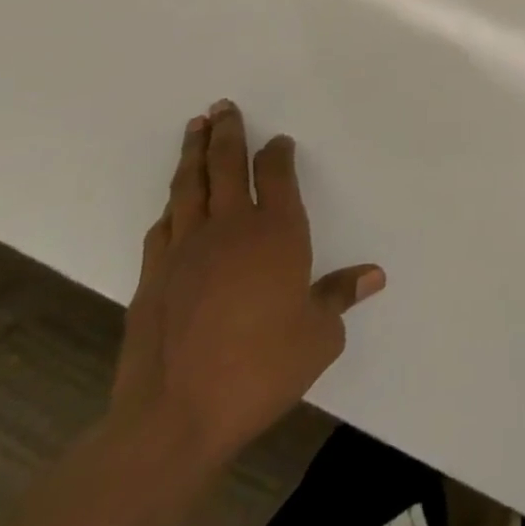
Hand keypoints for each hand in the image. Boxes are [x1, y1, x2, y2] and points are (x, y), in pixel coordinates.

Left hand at [111, 100, 384, 463]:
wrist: (172, 419)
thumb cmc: (260, 369)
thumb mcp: (319, 336)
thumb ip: (340, 297)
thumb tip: (373, 275)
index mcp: (277, 233)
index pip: (277, 175)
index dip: (277, 153)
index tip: (277, 141)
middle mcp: (230, 229)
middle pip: (225, 166)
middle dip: (226, 132)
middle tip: (222, 106)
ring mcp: (184, 251)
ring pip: (188, 187)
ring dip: (192, 155)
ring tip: (195, 128)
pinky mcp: (151, 279)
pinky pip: (163, 227)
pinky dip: (171, 207)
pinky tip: (172, 204)